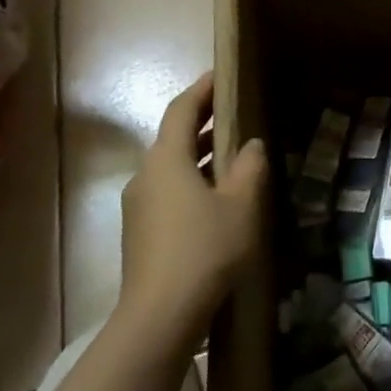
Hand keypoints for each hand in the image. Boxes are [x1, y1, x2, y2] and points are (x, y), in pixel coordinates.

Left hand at [117, 72, 266, 346]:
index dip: (202, 89)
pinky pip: (168, 192)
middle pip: (174, 137)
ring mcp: (138, 206)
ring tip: (234, 153)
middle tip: (235, 110)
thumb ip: (250, 167)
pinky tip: (217, 198)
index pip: (181, 109)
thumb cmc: (205, 250)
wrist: (160, 317)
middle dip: (204, 122)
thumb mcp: (241, 205)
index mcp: (167, 159)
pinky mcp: (140, 233)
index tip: (222, 74)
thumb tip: (252, 144)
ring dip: (200, 155)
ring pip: (172, 167)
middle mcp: (146, 176)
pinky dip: (193, 181)